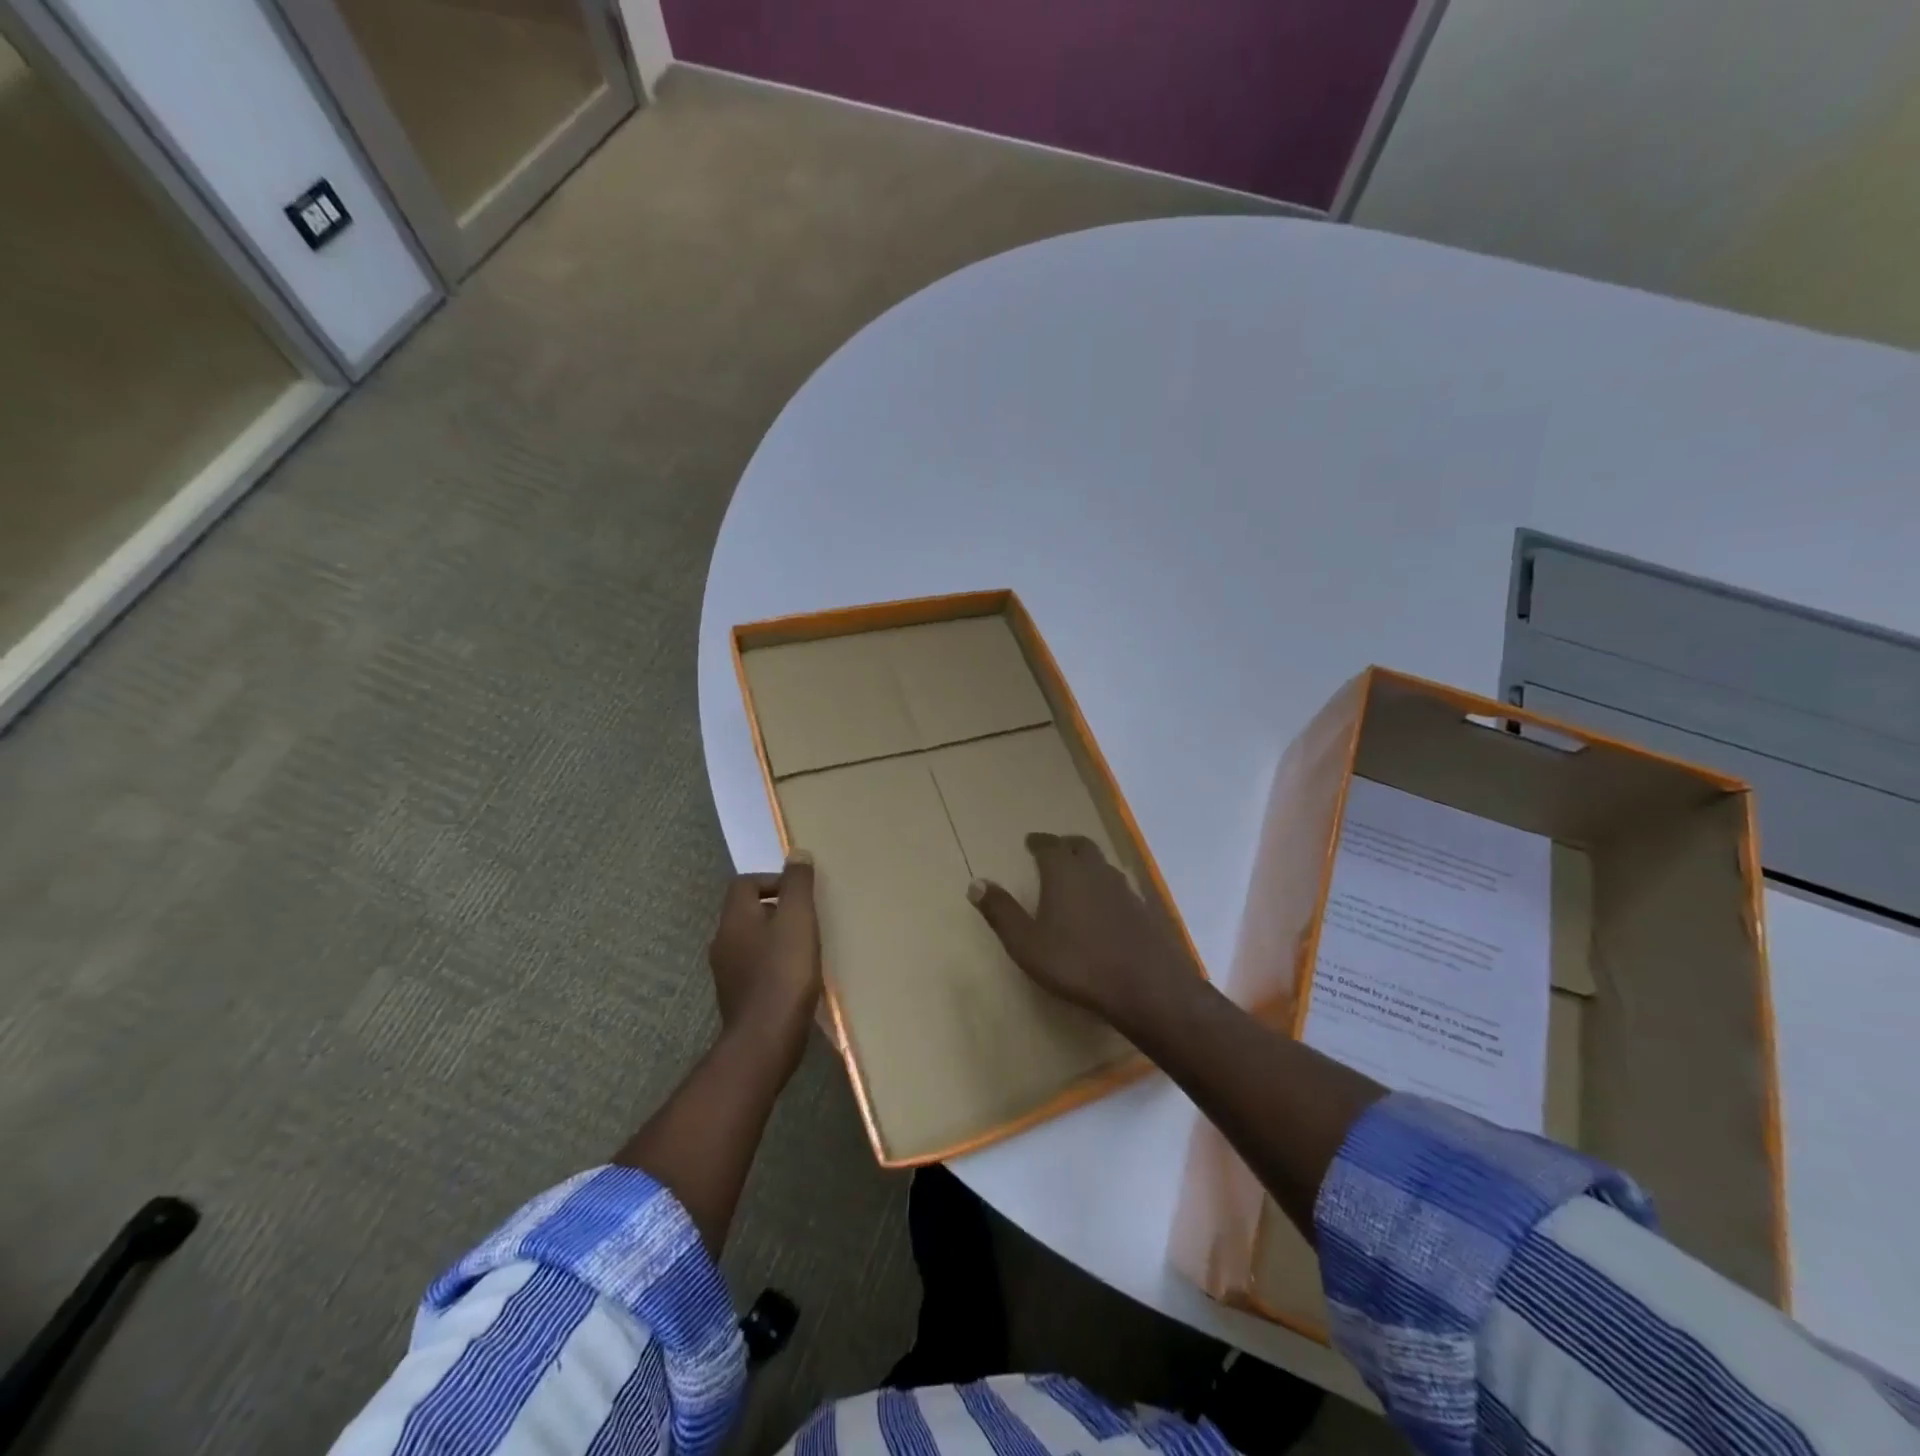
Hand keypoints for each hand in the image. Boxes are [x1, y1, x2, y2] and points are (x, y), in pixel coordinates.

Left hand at [707, 852, 820, 1072]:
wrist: (766, 1039)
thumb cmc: (784, 972)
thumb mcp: (799, 919)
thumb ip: (798, 884)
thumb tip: (797, 853)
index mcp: (734, 918)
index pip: (744, 883)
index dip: (771, 881)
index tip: (799, 894)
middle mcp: (723, 942)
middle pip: (746, 912)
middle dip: (777, 910)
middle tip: (807, 919)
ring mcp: (727, 973)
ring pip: (751, 941)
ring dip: (775, 938)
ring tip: (806, 947)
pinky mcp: (737, 998)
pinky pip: (755, 968)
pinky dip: (773, 964)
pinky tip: (796, 977)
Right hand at [968, 833, 1196, 1031]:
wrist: (1147, 987)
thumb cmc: (1078, 964)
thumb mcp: (1027, 944)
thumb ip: (1001, 912)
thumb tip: (975, 883)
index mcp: (1065, 872)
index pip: (1049, 845)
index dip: (1038, 842)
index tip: (1030, 842)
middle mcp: (1096, 871)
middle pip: (1080, 846)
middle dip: (1065, 845)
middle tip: (1055, 850)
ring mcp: (1125, 888)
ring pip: (1103, 864)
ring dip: (1088, 863)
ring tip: (1078, 874)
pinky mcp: (1145, 909)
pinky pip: (1121, 886)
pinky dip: (1107, 886)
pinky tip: (1106, 905)